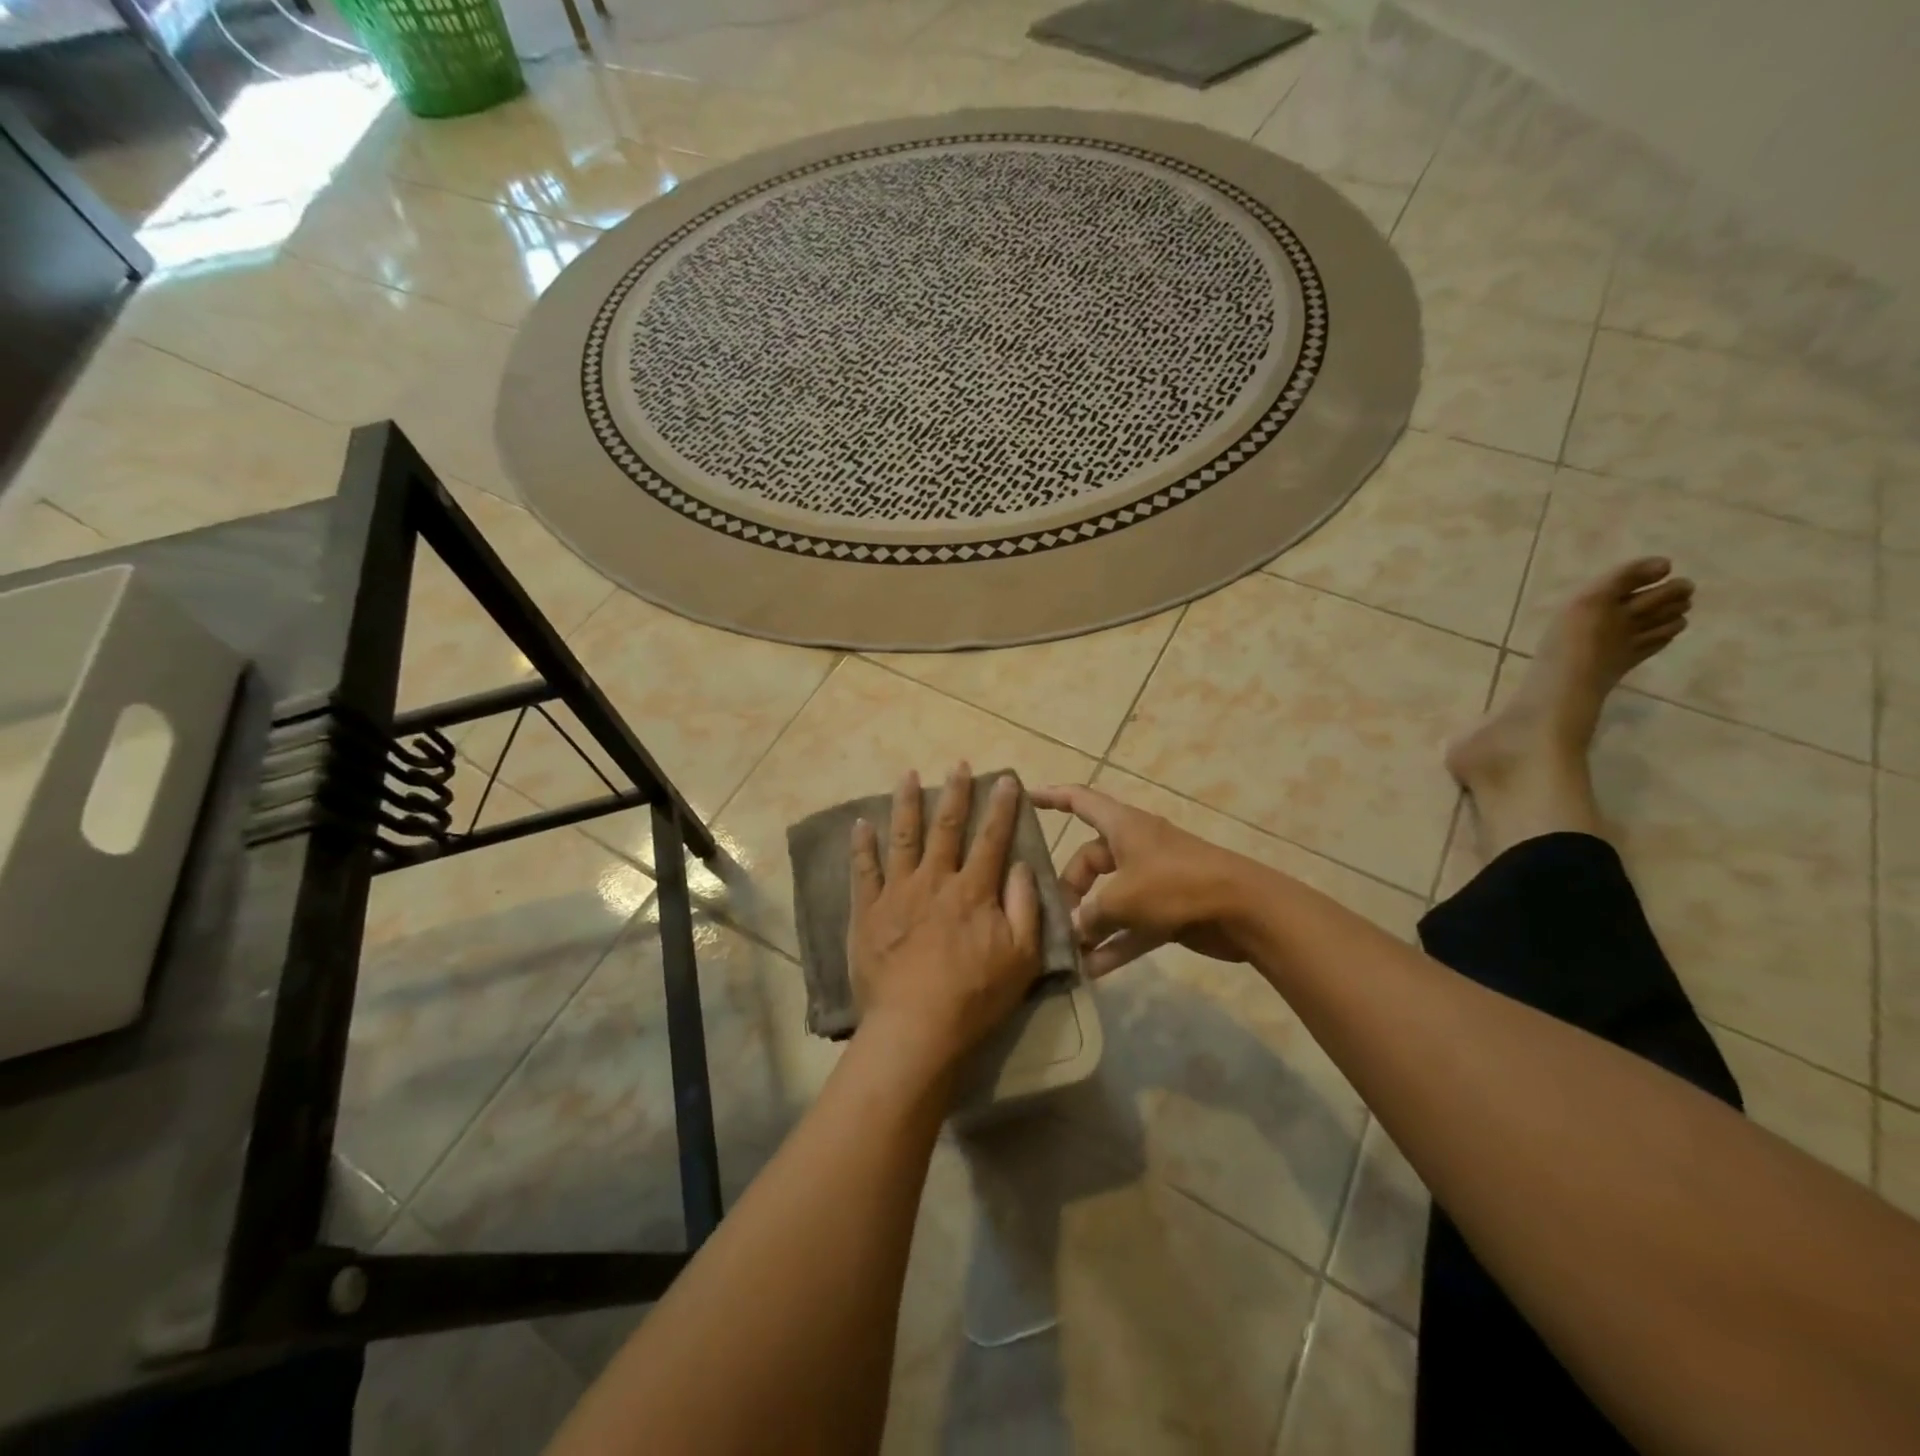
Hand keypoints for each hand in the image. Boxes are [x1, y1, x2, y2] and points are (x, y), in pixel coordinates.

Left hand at [847, 765, 1043, 1072]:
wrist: (916, 1027)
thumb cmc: (975, 996)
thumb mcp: (1022, 957)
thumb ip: (1025, 907)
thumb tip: (1022, 866)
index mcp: (974, 890)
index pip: (992, 838)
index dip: (1001, 807)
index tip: (1005, 779)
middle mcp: (935, 880)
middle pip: (947, 827)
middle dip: (956, 793)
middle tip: (958, 765)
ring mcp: (897, 893)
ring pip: (903, 837)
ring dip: (907, 803)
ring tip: (908, 775)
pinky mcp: (868, 911)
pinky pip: (864, 870)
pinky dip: (862, 845)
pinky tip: (861, 823)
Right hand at [1030, 783, 1253, 976]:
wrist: (1244, 910)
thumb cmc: (1176, 886)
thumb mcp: (1122, 898)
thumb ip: (1091, 914)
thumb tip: (1075, 928)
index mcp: (1123, 826)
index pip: (1079, 801)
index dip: (1051, 797)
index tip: (1024, 799)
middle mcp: (1135, 848)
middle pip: (1089, 861)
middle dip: (1070, 889)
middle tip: (1055, 920)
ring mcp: (1153, 880)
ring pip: (1109, 897)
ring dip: (1090, 923)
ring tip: (1066, 950)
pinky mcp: (1167, 910)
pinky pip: (1131, 925)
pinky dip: (1114, 944)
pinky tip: (1093, 971)